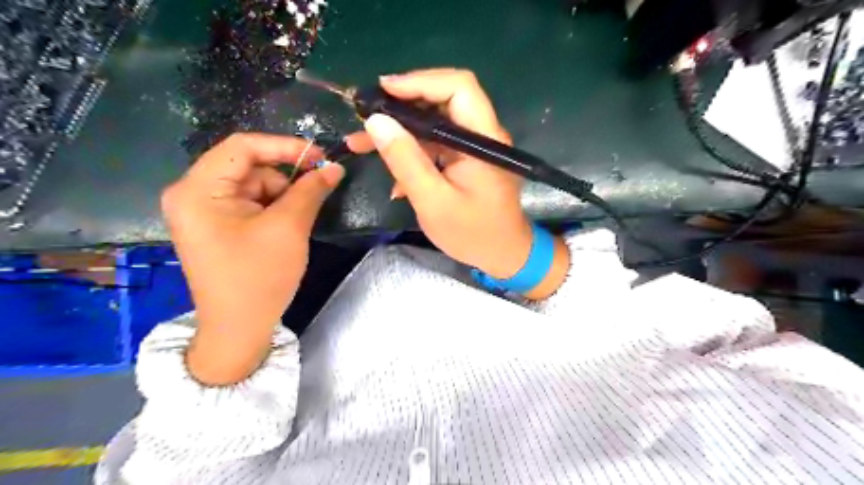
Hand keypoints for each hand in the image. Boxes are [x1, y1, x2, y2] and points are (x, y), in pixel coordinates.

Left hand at [158, 133, 342, 386]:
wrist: (239, 329)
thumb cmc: (259, 277)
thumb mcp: (289, 228)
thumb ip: (311, 190)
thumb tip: (334, 167)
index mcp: (197, 190)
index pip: (242, 147)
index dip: (285, 146)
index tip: (321, 157)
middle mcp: (191, 193)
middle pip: (248, 167)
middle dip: (283, 179)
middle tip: (313, 195)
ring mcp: (202, 211)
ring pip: (253, 185)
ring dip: (280, 197)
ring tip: (294, 224)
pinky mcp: (215, 225)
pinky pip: (249, 203)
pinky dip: (272, 209)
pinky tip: (284, 229)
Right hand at [346, 68, 572, 298]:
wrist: (503, 255)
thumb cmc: (472, 233)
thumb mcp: (433, 200)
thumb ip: (405, 161)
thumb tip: (376, 122)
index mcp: (483, 139)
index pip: (458, 87)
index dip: (420, 81)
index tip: (382, 92)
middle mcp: (482, 134)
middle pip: (442, 101)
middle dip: (400, 106)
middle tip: (364, 116)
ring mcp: (474, 147)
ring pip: (433, 124)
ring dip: (399, 132)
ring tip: (361, 142)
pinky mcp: (466, 160)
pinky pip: (435, 145)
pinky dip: (412, 153)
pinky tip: (392, 176)